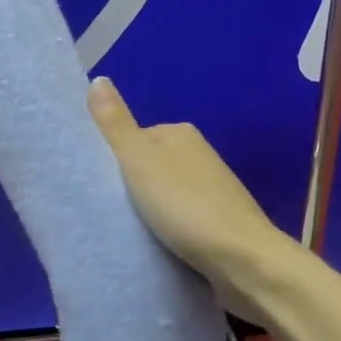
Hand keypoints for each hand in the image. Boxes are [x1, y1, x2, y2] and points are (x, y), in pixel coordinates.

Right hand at [87, 76, 290, 324]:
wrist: (243, 261)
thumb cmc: (185, 206)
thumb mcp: (139, 161)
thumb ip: (116, 124)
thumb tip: (98, 79)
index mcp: (181, 133)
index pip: (134, 138)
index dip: (114, 161)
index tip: (99, 187)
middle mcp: (200, 154)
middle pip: (149, 167)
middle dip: (132, 188)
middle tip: (111, 212)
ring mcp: (213, 189)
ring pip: (166, 195)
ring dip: (151, 212)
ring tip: (131, 233)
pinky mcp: (220, 222)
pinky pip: (182, 220)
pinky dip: (169, 230)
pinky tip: (159, 246)